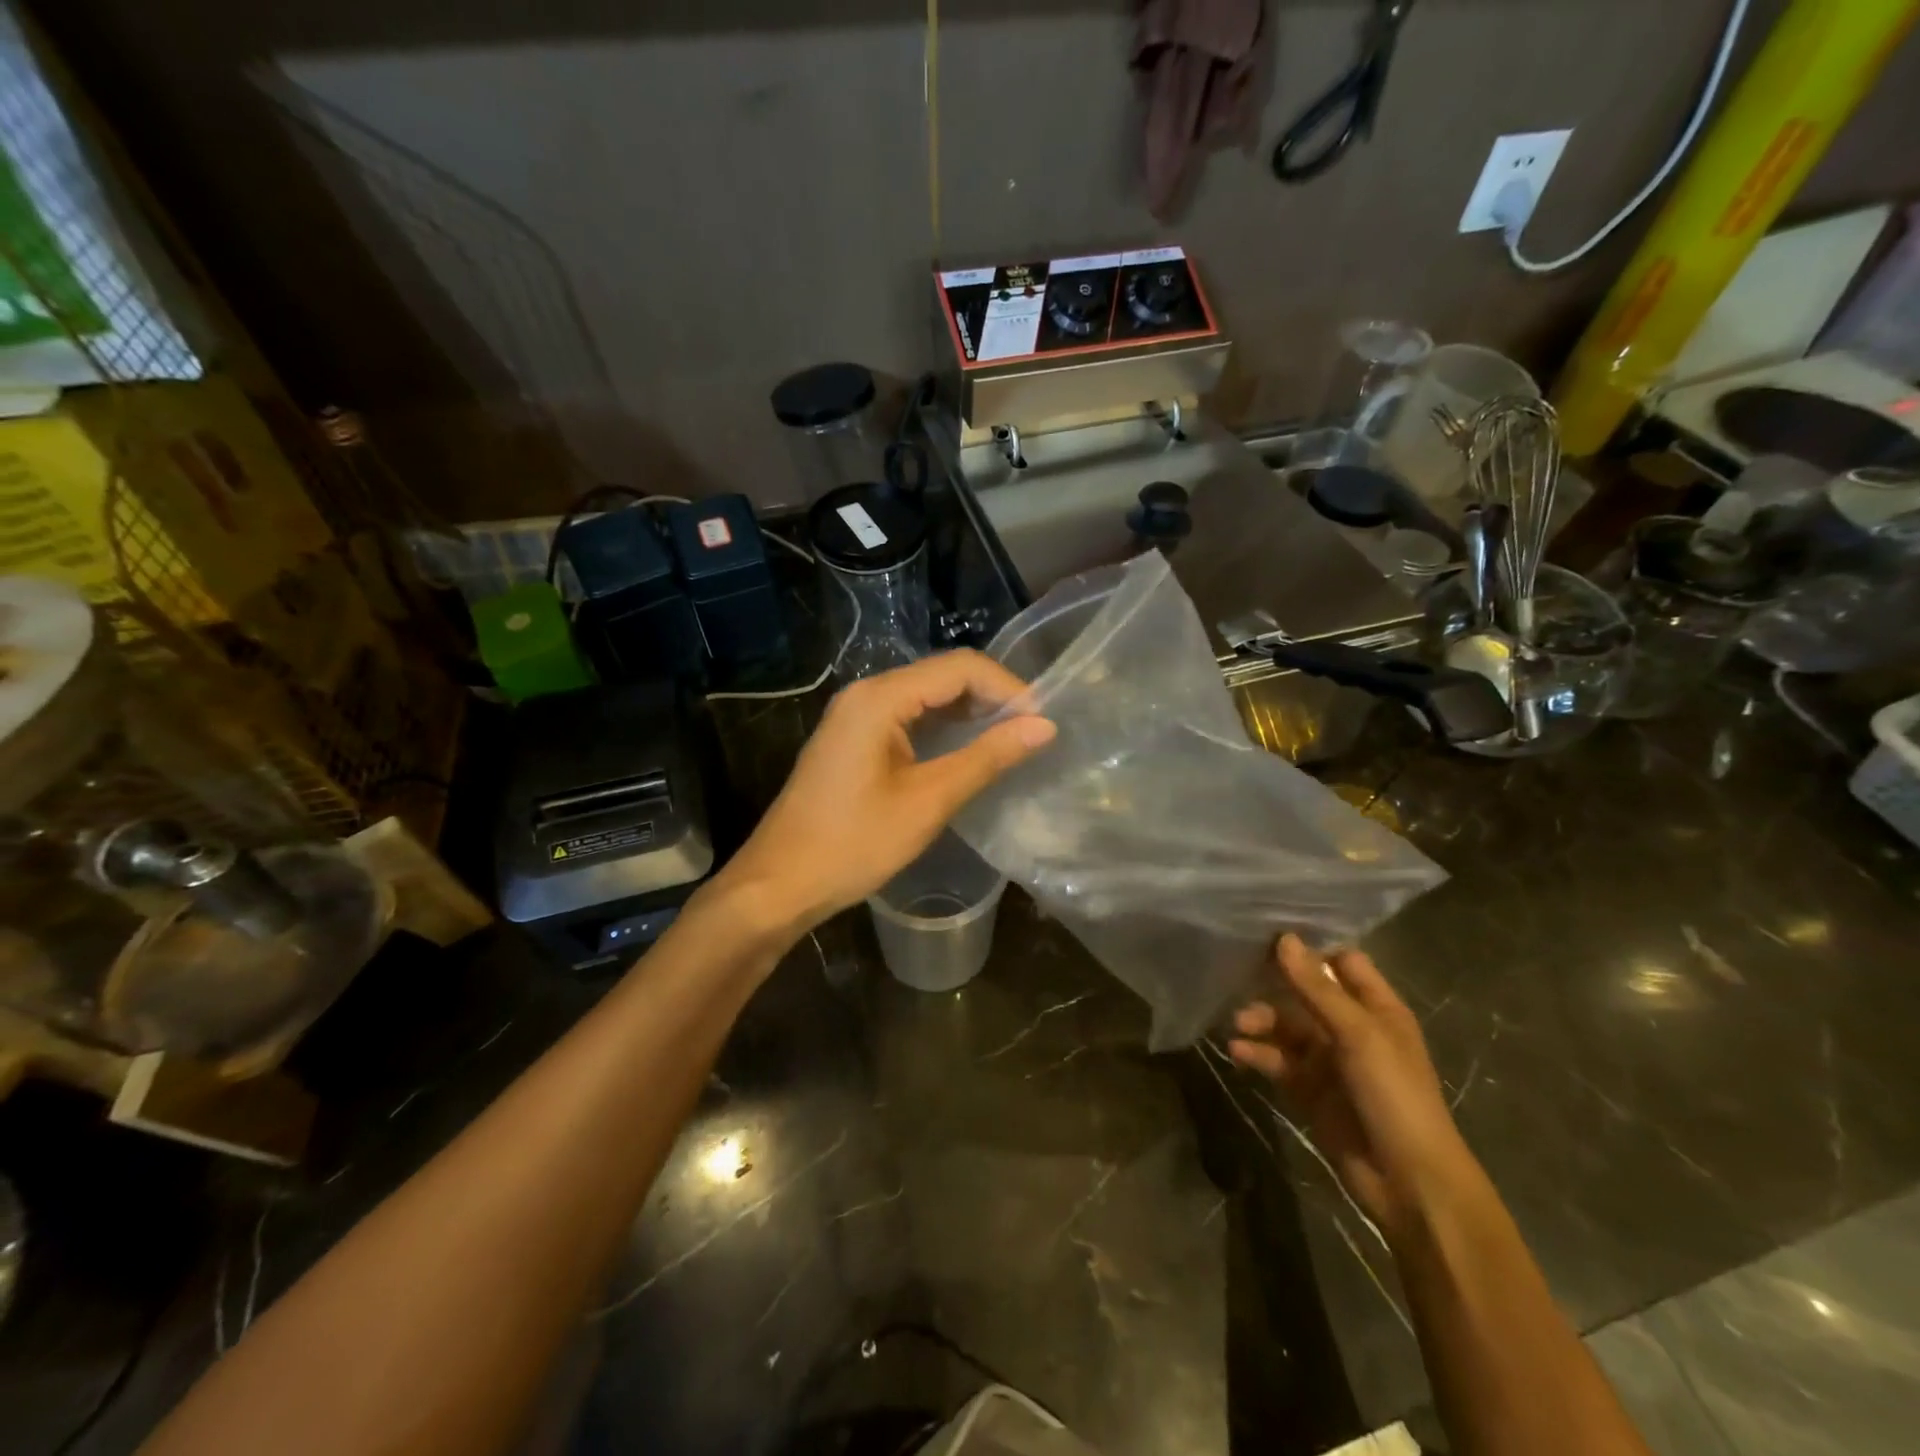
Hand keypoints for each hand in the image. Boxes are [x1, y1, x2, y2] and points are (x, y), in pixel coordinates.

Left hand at [717, 651, 1054, 933]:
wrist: (781, 883)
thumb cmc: (854, 843)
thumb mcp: (929, 800)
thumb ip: (987, 757)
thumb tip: (1044, 726)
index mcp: (880, 698)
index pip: (959, 667)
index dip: (1007, 687)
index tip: (1042, 721)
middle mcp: (866, 693)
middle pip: (942, 675)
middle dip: (991, 696)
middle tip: (1032, 731)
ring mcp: (855, 715)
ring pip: (926, 696)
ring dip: (969, 711)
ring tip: (1011, 739)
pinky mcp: (854, 738)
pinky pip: (908, 716)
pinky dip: (943, 727)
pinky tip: (968, 749)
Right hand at [1228, 935, 1483, 1247]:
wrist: (1409, 1182)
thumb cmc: (1394, 1095)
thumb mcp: (1358, 1034)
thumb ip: (1317, 987)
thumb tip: (1284, 938)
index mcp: (1377, 1009)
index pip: (1343, 962)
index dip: (1311, 948)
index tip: (1268, 932)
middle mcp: (1353, 1029)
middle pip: (1306, 993)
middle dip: (1274, 986)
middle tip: (1236, 975)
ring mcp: (1330, 1061)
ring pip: (1288, 1028)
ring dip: (1263, 1022)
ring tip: (1238, 1024)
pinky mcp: (1310, 1090)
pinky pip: (1279, 1062)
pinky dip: (1259, 1054)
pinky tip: (1238, 1052)